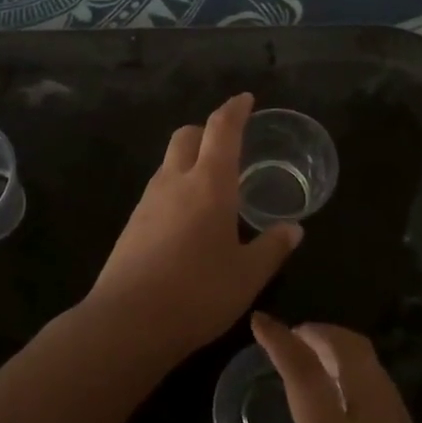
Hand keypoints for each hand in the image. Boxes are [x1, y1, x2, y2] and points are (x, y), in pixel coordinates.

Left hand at [86, 94, 301, 362]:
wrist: (127, 323)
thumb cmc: (198, 293)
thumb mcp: (247, 275)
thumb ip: (272, 248)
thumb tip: (294, 229)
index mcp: (209, 184)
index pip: (222, 129)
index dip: (235, 109)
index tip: (246, 99)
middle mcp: (175, 182)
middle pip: (186, 136)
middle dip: (207, 130)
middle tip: (229, 144)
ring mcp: (148, 202)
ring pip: (169, 162)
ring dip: (190, 160)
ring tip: (212, 184)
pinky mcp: (132, 225)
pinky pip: (158, 190)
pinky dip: (176, 188)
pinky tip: (188, 219)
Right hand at [234, 315, 421, 422]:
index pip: (307, 377)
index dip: (282, 343)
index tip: (261, 322)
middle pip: (353, 353)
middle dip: (320, 332)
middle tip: (292, 337)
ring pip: (375, 370)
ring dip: (344, 351)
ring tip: (315, 363)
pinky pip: (389, 395)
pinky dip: (362, 378)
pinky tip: (346, 405)